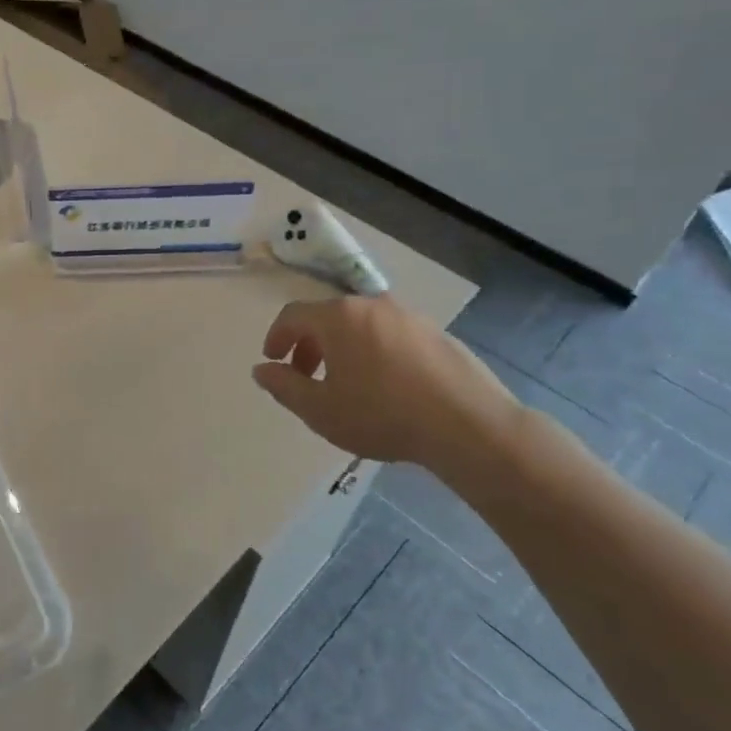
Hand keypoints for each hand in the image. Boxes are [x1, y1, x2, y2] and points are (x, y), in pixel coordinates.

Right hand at [251, 296, 519, 472]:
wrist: (468, 425)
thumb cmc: (382, 415)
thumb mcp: (320, 410)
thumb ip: (284, 387)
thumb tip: (262, 370)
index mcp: (338, 317)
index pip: (292, 315)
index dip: (276, 337)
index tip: (273, 362)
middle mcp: (371, 305)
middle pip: (327, 317)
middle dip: (309, 345)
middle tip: (305, 376)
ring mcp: (409, 316)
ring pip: (361, 325)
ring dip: (342, 348)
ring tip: (346, 384)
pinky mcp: (437, 333)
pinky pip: (390, 336)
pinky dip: (374, 352)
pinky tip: (385, 386)